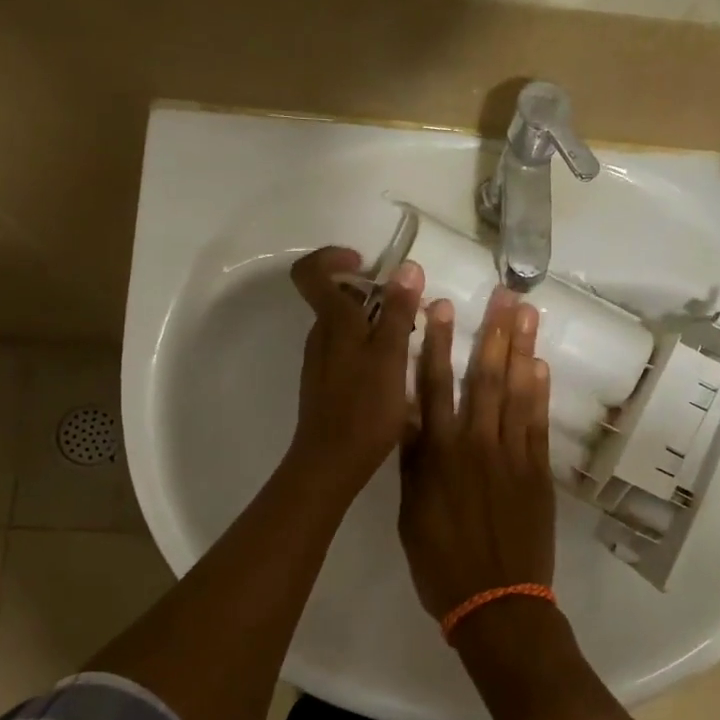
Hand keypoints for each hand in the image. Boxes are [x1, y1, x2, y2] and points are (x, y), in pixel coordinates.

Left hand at [285, 246, 422, 502]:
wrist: (331, 462)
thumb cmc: (364, 407)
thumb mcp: (390, 356)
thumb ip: (398, 312)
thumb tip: (407, 267)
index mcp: (332, 322)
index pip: (311, 272)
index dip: (334, 257)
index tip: (367, 264)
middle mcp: (320, 336)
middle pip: (335, 298)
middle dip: (372, 294)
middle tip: (407, 311)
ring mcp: (321, 361)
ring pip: (345, 327)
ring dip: (375, 324)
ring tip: (408, 344)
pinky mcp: (326, 383)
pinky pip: (347, 351)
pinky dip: (370, 349)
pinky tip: (393, 373)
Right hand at [398, 287, 555, 620]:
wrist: (497, 602)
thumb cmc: (441, 563)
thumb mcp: (409, 512)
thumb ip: (414, 461)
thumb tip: (410, 416)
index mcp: (437, 454)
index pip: (434, 386)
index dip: (436, 344)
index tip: (441, 307)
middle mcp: (475, 445)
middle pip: (483, 377)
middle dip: (491, 332)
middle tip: (502, 294)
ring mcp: (512, 456)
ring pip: (517, 392)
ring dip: (522, 350)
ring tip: (527, 314)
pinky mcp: (539, 471)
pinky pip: (539, 423)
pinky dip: (540, 393)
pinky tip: (540, 366)